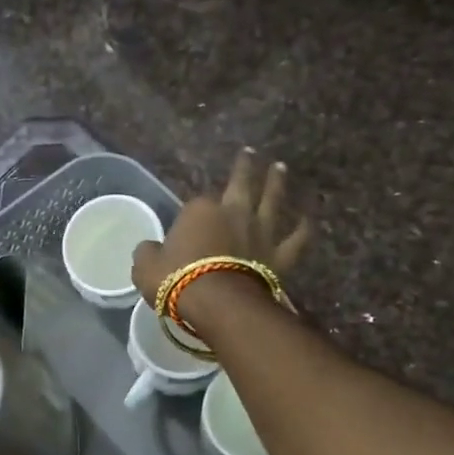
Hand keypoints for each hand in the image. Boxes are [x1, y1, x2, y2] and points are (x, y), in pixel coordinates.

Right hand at [131, 147, 312, 304]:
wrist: (217, 302)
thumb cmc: (176, 280)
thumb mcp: (145, 267)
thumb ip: (148, 253)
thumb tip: (149, 249)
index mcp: (199, 210)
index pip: (196, 204)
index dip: (193, 212)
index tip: (189, 221)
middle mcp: (234, 212)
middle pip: (240, 184)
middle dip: (244, 168)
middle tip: (250, 152)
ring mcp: (260, 232)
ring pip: (271, 201)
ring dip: (276, 183)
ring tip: (280, 167)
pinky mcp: (279, 255)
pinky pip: (295, 239)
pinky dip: (303, 229)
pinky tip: (308, 219)